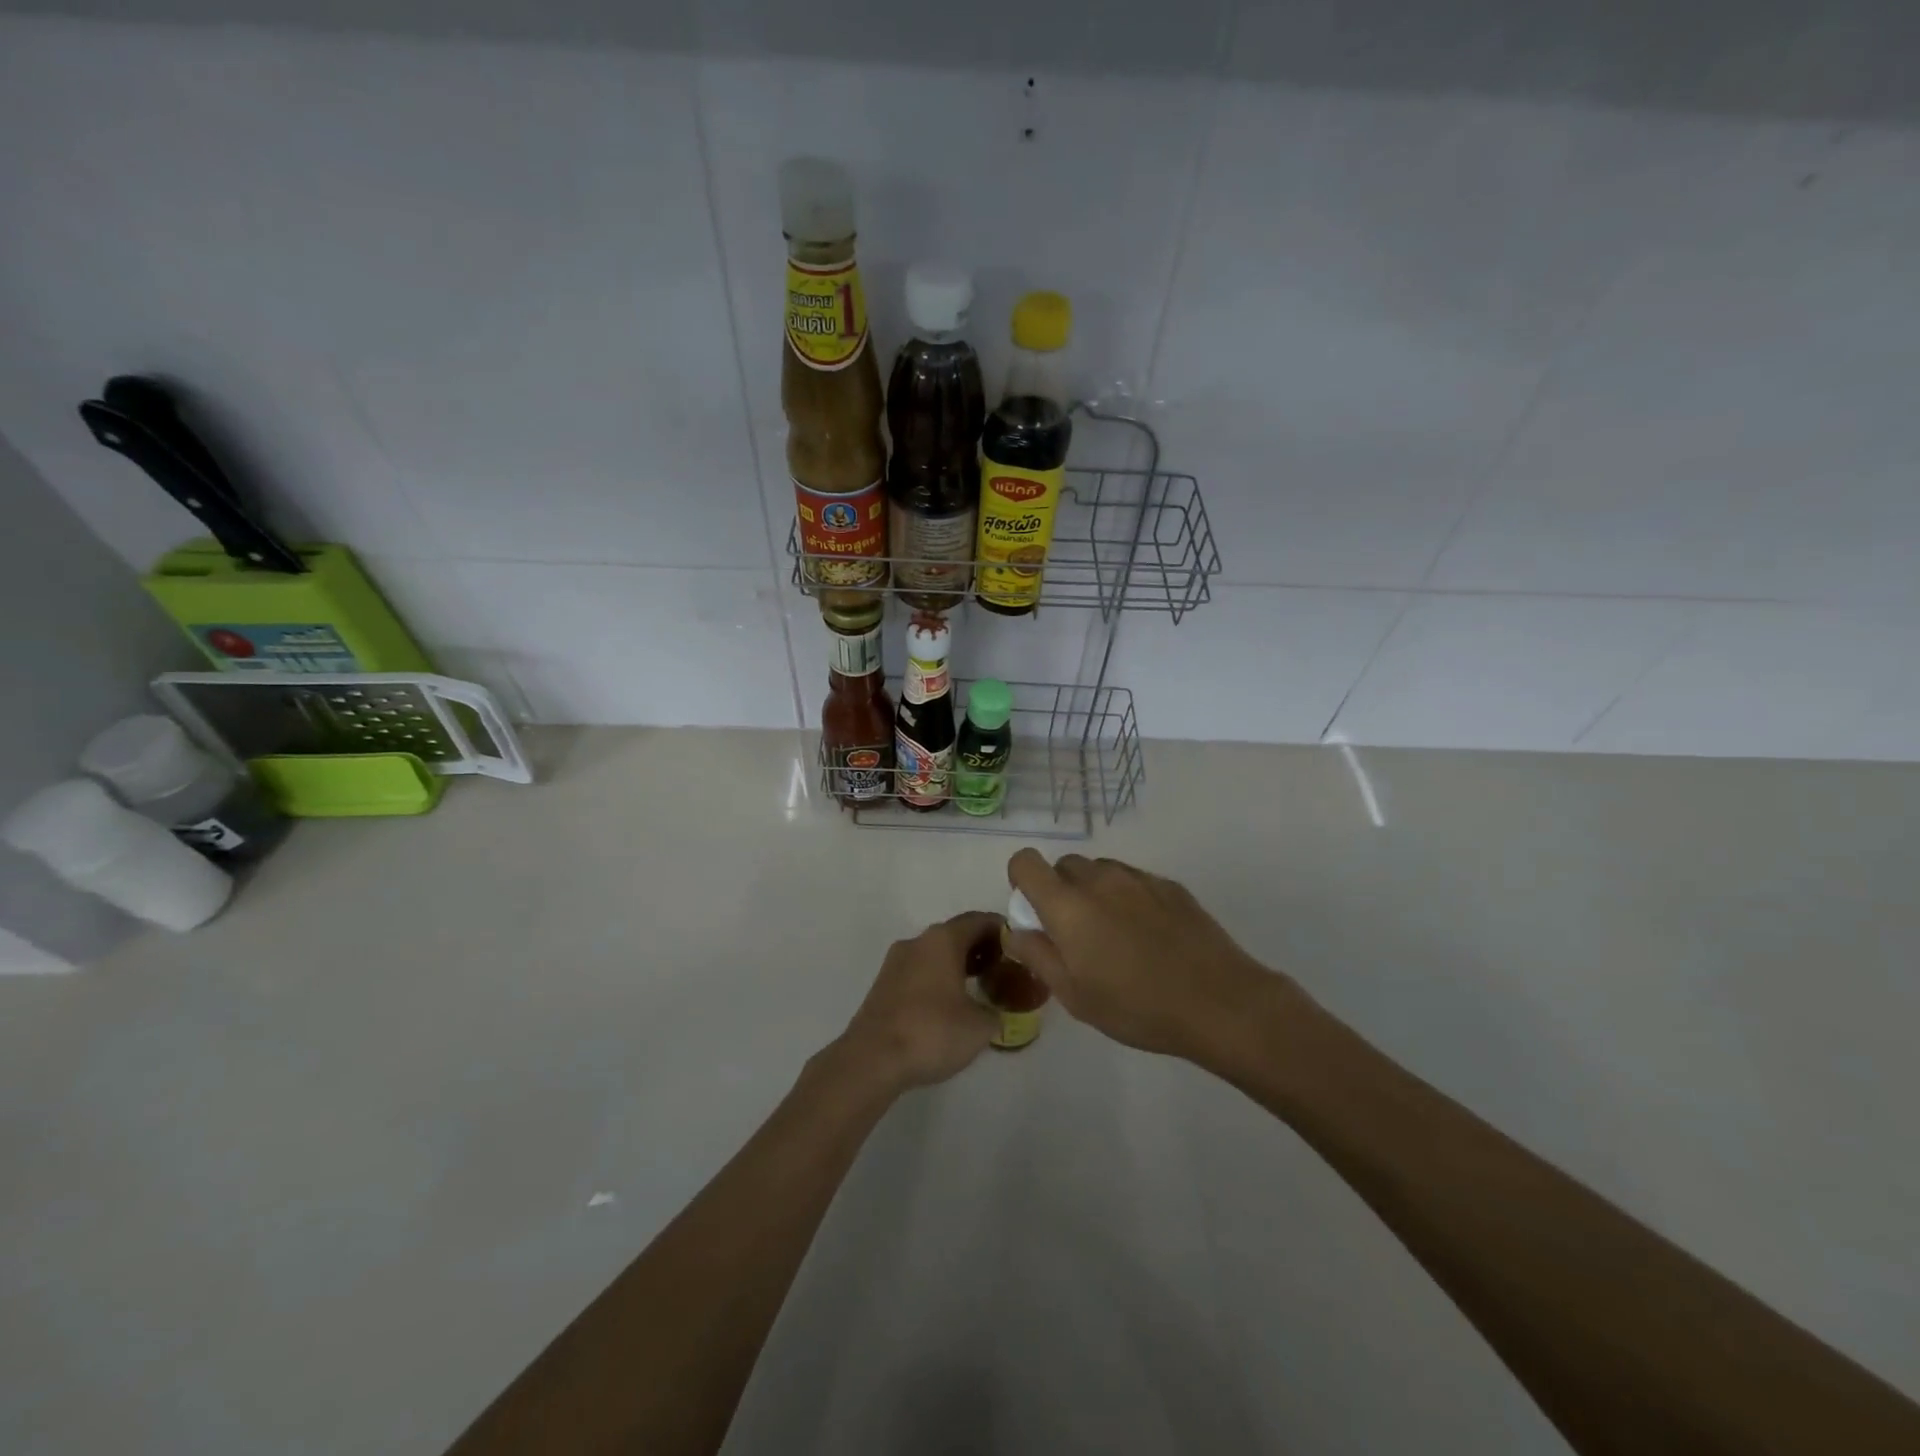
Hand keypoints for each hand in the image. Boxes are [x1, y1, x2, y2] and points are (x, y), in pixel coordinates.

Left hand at [837, 911, 1002, 1091]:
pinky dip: (939, 978)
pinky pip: (919, 971)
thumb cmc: (932, 1032)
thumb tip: (994, 1011)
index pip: (979, 920)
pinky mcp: (883, 984)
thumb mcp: (980, 1026)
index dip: (1003, 931)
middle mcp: (918, 941)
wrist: (872, 1059)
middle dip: (981, 948)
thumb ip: (996, 1011)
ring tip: (980, 988)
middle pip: (956, 934)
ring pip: (935, 953)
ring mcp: (896, 962)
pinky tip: (950, 1004)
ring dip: (958, 964)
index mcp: (943, 940)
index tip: (1020, 947)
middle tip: (1003, 969)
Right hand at [1006, 851, 1299, 1062]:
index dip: (1021, 880)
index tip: (1034, 911)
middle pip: (1064, 865)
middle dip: (1060, 890)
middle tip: (1075, 933)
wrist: (1219, 1002)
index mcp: (1068, 905)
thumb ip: (1038, 956)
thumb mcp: (1075, 996)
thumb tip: (1017, 931)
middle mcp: (1099, 880)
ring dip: (1094, 892)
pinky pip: (1134, 880)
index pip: (1026, 862)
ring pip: (1100, 870)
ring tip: (1114, 935)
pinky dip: (1128, 897)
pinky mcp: (1169, 885)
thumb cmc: (1137, 1006)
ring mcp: (1138, 878)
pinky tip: (1148, 936)